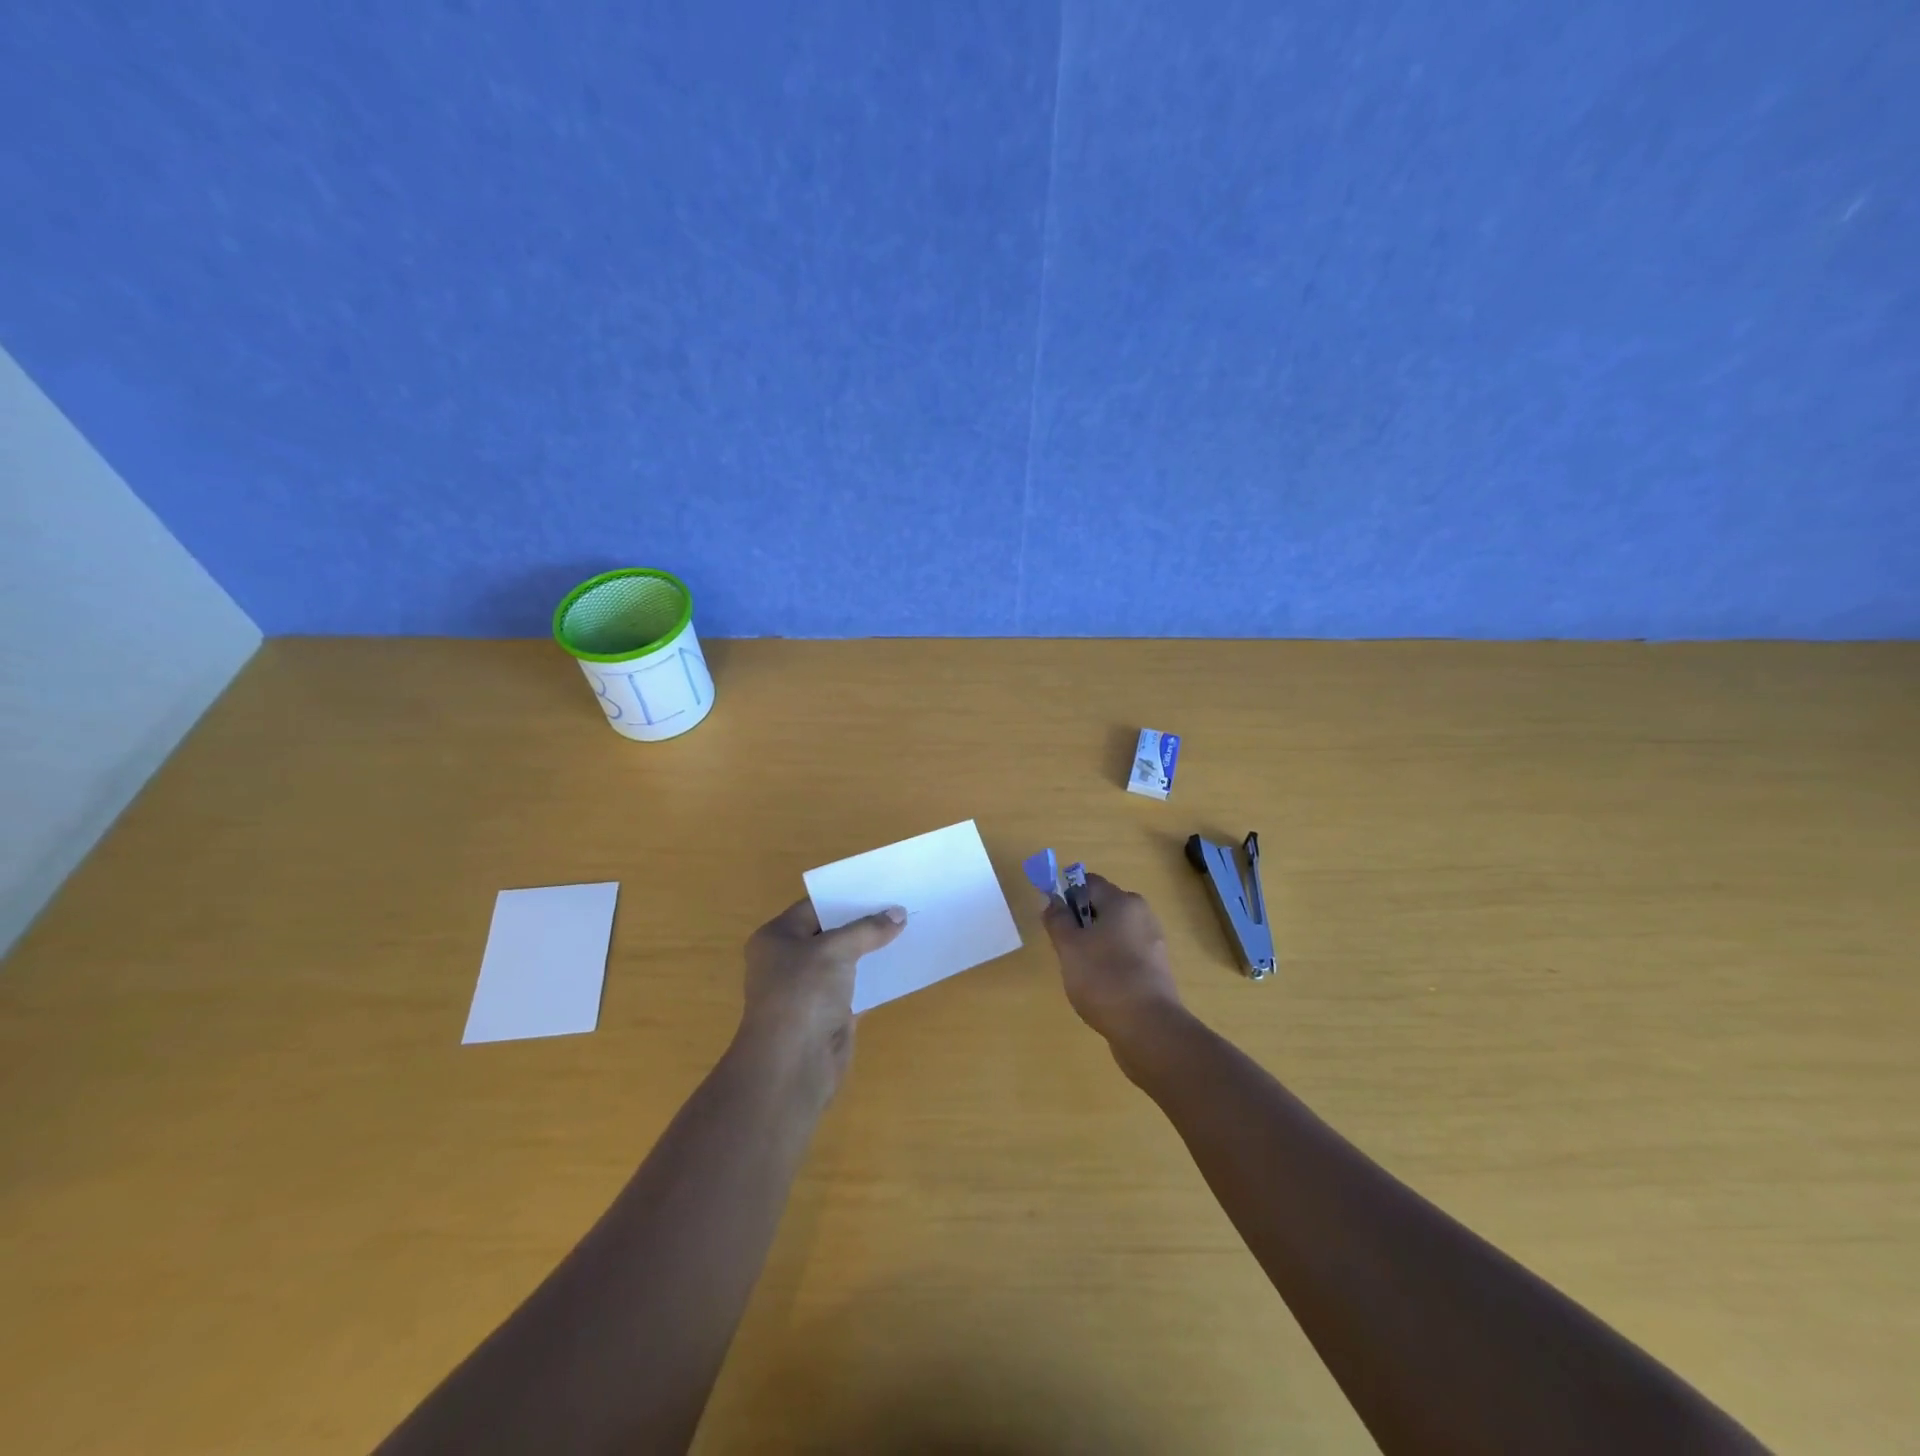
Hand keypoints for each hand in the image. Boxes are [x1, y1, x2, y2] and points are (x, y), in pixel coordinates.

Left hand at [738, 899, 905, 1091]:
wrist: (792, 1064)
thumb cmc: (803, 994)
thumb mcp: (835, 950)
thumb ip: (868, 929)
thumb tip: (899, 914)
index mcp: (777, 937)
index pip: (814, 906)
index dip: (847, 897)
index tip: (881, 888)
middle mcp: (789, 960)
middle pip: (831, 933)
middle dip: (864, 922)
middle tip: (900, 905)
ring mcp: (809, 989)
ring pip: (846, 961)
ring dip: (872, 950)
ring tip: (908, 929)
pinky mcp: (829, 1013)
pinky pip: (856, 986)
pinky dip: (876, 977)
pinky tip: (901, 965)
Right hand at [1041, 872, 1183, 1049]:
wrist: (1148, 1029)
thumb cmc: (1104, 979)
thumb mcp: (1069, 947)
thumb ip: (1057, 920)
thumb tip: (1053, 902)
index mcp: (1123, 902)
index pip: (1088, 883)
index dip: (1066, 895)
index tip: (1055, 921)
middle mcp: (1142, 915)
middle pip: (1102, 907)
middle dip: (1080, 923)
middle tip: (1066, 950)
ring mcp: (1153, 943)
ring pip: (1113, 933)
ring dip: (1093, 945)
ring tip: (1082, 973)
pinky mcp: (1156, 969)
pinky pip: (1125, 954)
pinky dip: (1110, 963)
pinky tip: (1101, 987)